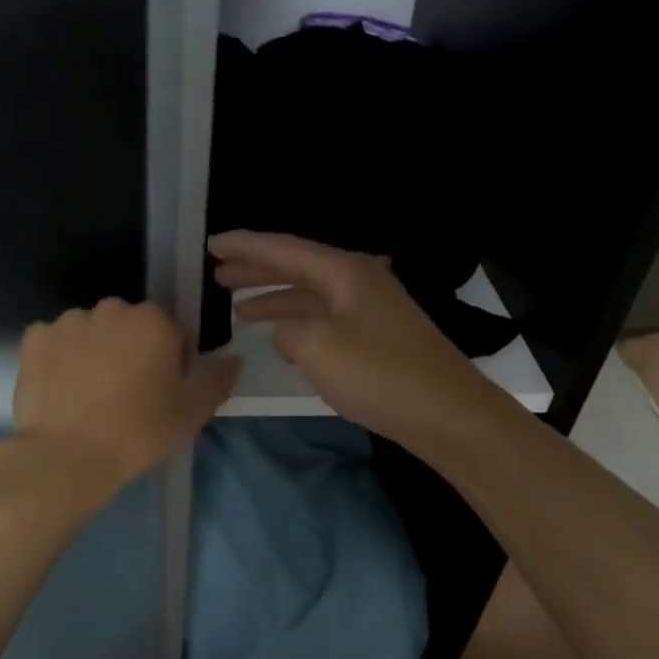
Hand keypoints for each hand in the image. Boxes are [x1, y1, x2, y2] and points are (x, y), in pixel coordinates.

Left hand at [13, 298, 238, 495]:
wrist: (68, 457)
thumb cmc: (138, 432)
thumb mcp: (192, 413)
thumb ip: (218, 380)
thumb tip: (234, 359)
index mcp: (153, 320)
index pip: (171, 332)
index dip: (170, 361)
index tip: (162, 391)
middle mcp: (111, 309)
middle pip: (128, 326)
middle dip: (130, 349)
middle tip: (127, 393)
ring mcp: (68, 321)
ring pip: (90, 331)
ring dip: (94, 351)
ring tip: (90, 394)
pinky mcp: (34, 339)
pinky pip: (55, 342)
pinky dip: (60, 359)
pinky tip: (63, 390)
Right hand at [209, 230, 495, 450]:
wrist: (446, 413)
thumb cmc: (380, 375)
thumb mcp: (318, 348)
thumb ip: (288, 330)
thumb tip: (285, 332)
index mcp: (345, 272)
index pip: (285, 249)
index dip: (246, 246)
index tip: (212, 244)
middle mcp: (359, 281)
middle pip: (298, 268)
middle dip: (257, 271)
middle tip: (218, 275)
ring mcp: (371, 310)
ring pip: (311, 296)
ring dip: (275, 300)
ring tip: (239, 309)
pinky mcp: (377, 337)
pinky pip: (325, 319)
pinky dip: (298, 324)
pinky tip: (282, 339)